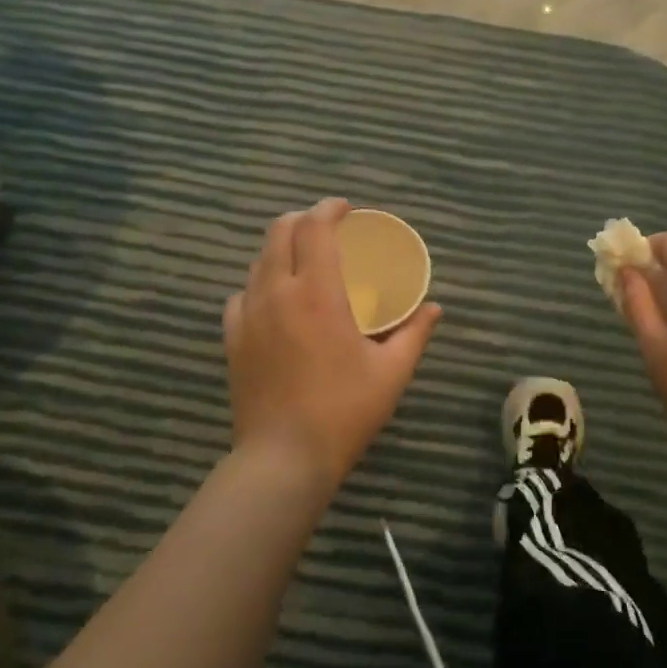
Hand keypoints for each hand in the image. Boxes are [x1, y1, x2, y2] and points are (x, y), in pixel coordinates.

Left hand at [223, 199, 441, 484]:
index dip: (329, 209)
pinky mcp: (232, 338)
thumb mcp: (391, 373)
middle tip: (326, 227)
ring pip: (259, 260)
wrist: (283, 458)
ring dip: (282, 248)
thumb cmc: (344, 412)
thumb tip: (434, 308)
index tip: (346, 209)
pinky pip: (242, 294)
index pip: (315, 228)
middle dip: (303, 218)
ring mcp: (248, 315)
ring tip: (305, 261)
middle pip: (280, 231)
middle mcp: (277, 293)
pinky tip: (275, 301)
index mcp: (318, 294)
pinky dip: (261, 284)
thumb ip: (414, 333)